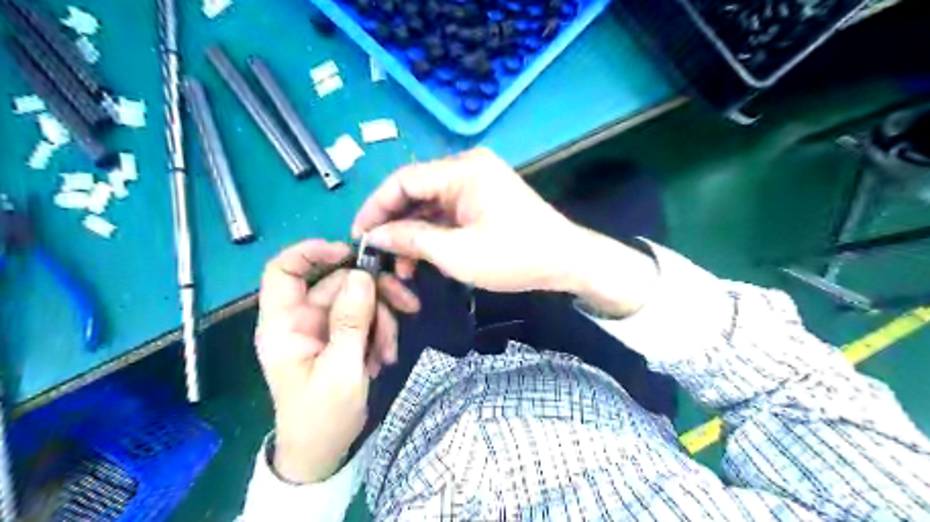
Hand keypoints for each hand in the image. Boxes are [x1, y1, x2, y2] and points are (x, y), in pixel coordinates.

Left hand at [252, 241, 417, 485]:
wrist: (324, 451)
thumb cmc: (322, 416)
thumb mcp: (341, 369)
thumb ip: (351, 321)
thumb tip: (362, 275)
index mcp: (284, 324)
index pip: (284, 270)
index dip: (311, 252)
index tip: (350, 253)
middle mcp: (302, 319)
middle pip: (338, 284)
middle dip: (375, 295)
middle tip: (408, 307)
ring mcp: (323, 328)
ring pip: (358, 300)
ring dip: (382, 320)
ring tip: (389, 352)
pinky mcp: (341, 337)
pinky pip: (365, 318)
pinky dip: (380, 333)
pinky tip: (384, 357)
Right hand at [350, 149, 660, 316]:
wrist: (566, 261)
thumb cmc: (515, 257)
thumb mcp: (457, 254)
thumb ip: (412, 240)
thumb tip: (375, 236)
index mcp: (462, 169)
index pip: (404, 180)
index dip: (376, 207)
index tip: (359, 236)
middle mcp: (467, 168)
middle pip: (415, 191)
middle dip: (394, 224)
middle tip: (378, 255)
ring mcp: (476, 183)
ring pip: (430, 205)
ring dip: (413, 234)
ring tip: (401, 267)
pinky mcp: (482, 200)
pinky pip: (447, 213)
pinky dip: (432, 234)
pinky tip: (422, 258)